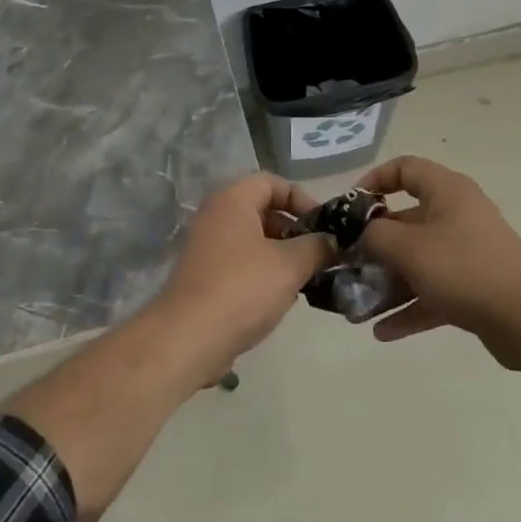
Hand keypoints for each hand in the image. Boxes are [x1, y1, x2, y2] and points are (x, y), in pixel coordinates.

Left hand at [150, 173, 335, 383]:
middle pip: (263, 210)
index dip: (301, 198)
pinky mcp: (204, 276)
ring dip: (282, 254)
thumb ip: (317, 247)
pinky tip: (281, 297)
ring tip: (306, 277)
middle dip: (294, 229)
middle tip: (319, 252)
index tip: (324, 224)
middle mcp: (215, 216)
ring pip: (253, 239)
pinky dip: (263, 272)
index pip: (272, 182)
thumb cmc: (243, 288)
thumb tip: (332, 242)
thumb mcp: (290, 265)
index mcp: (233, 201)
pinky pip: (241, 262)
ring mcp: (206, 247)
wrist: (188, 339)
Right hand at [355, 156, 520, 369]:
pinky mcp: (473, 287)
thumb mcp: (408, 248)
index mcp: (446, 191)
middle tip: (345, 265)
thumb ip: (374, 234)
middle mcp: (457, 215)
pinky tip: (382, 332)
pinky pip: (432, 291)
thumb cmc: (463, 268)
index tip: (350, 208)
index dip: (374, 181)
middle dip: (373, 246)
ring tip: (356, 307)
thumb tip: (359, 232)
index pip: (405, 168)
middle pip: (406, 220)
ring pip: (417, 261)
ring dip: (387, 283)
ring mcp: (467, 252)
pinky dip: (409, 307)